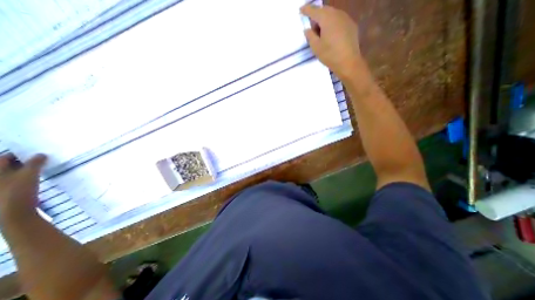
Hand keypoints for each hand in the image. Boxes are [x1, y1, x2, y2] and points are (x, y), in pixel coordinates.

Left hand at [0, 155, 46, 219]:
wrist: (13, 214)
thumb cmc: (17, 191)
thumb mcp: (29, 174)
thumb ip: (35, 163)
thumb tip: (41, 154)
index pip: (4, 157)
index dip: (20, 154)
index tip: (36, 153)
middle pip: (7, 166)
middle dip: (22, 163)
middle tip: (40, 160)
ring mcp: (1, 187)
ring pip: (11, 174)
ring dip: (24, 171)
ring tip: (40, 170)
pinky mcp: (6, 194)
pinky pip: (14, 182)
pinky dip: (24, 179)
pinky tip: (34, 180)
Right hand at [300, 4, 367, 79]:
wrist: (348, 62)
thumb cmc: (329, 55)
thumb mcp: (316, 47)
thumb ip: (310, 36)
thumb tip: (307, 29)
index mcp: (327, 18)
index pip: (314, 11)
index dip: (306, 10)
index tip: (301, 10)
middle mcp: (337, 14)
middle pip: (324, 10)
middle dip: (317, 15)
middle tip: (312, 26)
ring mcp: (346, 18)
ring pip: (333, 14)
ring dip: (325, 20)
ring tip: (322, 32)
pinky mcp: (351, 25)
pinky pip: (339, 20)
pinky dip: (333, 23)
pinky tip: (331, 34)